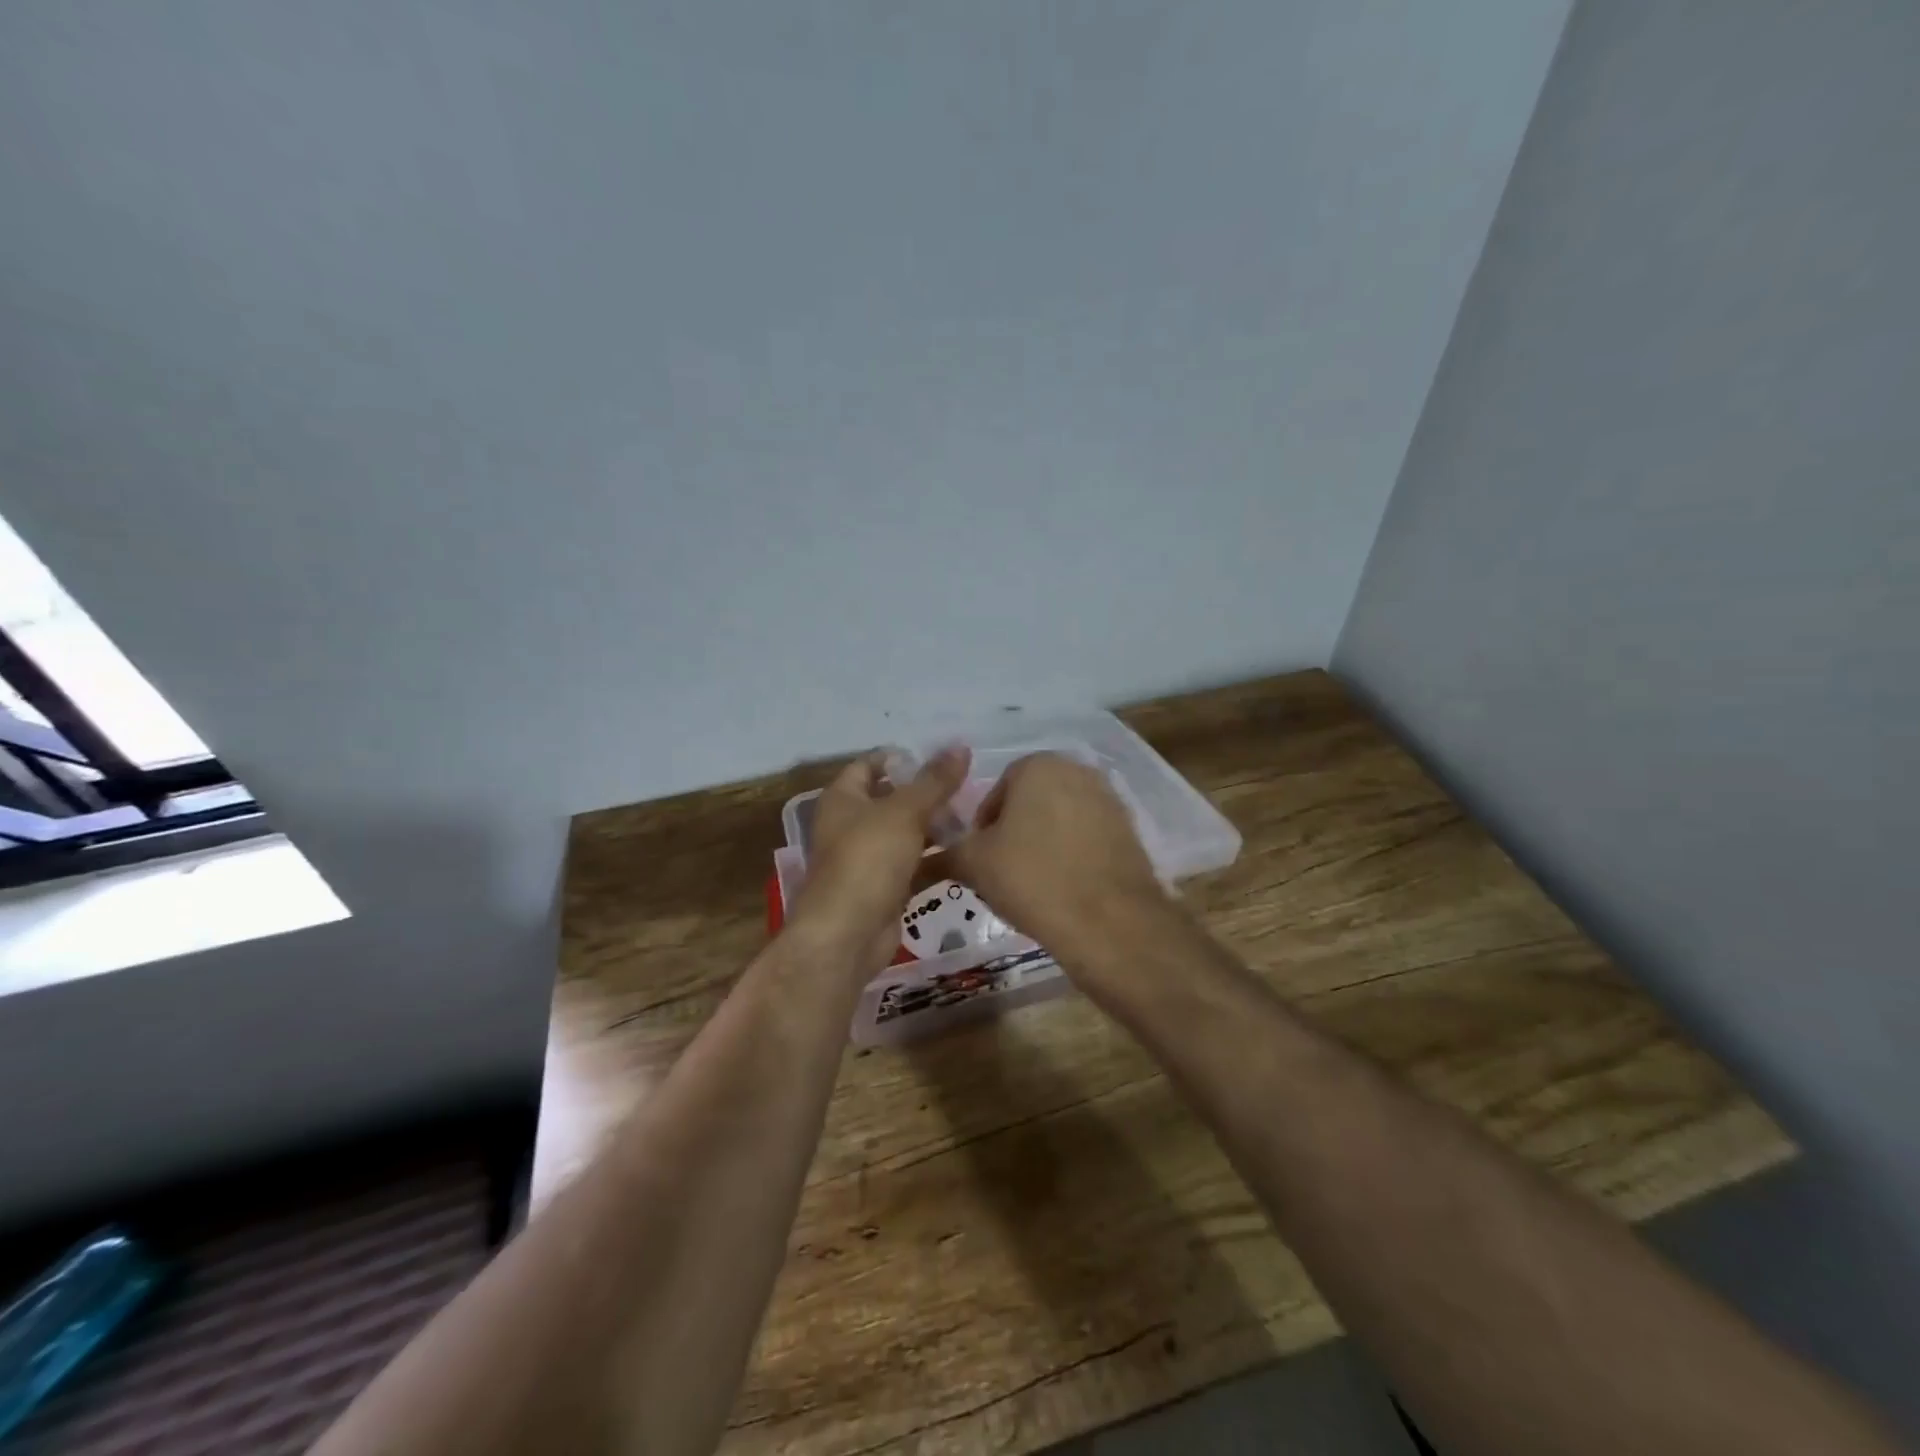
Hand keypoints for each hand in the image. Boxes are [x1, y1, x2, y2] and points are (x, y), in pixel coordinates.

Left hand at [789, 746, 971, 979]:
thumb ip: (934, 781)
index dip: (901, 758)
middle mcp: (851, 825)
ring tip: (976, 818)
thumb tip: (960, 747)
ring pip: (907, 834)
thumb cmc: (868, 860)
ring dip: (936, 827)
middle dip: (928, 794)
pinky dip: (937, 860)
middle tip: (968, 788)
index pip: (870, 765)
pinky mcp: (885, 888)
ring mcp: (868, 859)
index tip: (940, 758)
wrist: (848, 935)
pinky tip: (969, 853)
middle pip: (893, 800)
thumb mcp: (905, 812)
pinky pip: (915, 866)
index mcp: (844, 799)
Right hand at [951, 752, 1167, 964]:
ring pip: (1060, 820)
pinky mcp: (1130, 830)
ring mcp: (1109, 799)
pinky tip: (1064, 888)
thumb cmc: (1033, 879)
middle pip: (1030, 802)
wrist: (1109, 922)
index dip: (982, 827)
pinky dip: (1072, 855)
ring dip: (1043, 843)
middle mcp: (1077, 770)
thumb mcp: (974, 864)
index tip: (980, 859)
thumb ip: (948, 852)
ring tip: (1033, 884)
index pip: (996, 790)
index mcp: (1038, 765)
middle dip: (1014, 832)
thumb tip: (924, 857)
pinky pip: (1087, 838)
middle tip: (1002, 871)